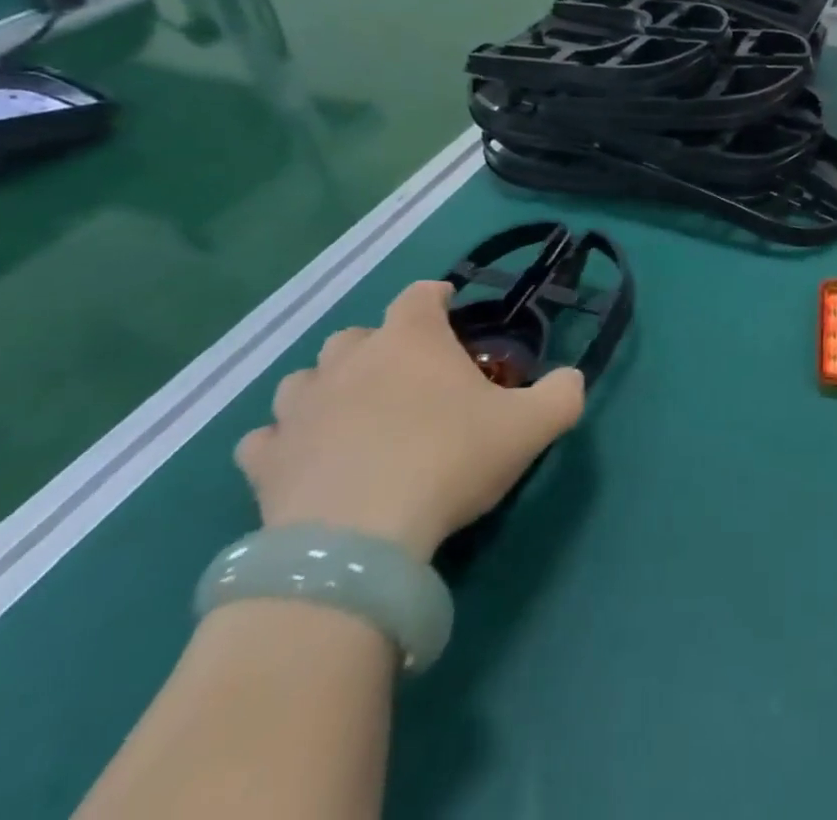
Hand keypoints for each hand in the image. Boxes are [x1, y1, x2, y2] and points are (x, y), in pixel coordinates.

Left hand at [234, 281, 584, 563]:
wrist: (357, 542)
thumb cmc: (449, 461)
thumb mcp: (532, 426)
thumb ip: (563, 393)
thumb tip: (571, 380)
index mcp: (410, 339)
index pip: (420, 295)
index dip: (436, 296)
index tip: (450, 309)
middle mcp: (349, 360)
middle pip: (358, 335)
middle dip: (381, 346)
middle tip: (407, 378)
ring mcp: (300, 409)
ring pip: (305, 380)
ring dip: (328, 388)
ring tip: (352, 416)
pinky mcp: (264, 461)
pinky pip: (266, 438)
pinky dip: (284, 443)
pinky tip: (304, 460)